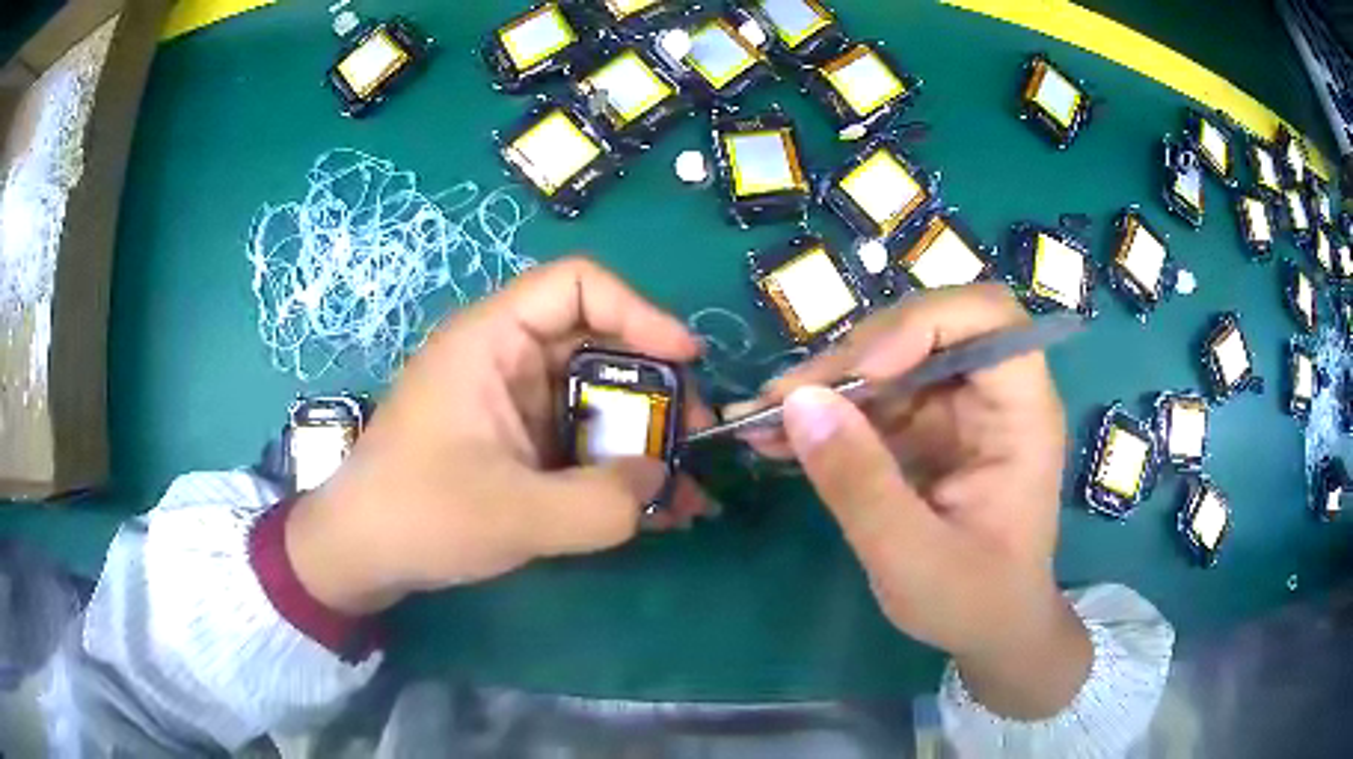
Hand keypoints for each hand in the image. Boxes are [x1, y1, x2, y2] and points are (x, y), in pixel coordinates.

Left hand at [285, 257, 712, 615]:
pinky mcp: (517, 444)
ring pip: (596, 400)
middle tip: (699, 440)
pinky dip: (618, 469)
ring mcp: (513, 405)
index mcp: (491, 341)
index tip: (686, 359)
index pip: (577, 285)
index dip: (639, 310)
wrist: (361, 555)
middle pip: (599, 345)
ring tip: (690, 489)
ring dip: (645, 440)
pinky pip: (580, 441)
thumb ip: (601, 504)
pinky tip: (655, 509)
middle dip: (656, 391)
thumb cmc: (420, 516)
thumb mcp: (515, 516)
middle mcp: (506, 360)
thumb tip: (662, 481)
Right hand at [732, 284, 1089, 718]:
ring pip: (887, 360)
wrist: (987, 631)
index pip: (988, 317)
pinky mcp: (924, 430)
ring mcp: (955, 410)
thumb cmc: (973, 601)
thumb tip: (797, 401)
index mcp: (1021, 413)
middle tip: (785, 400)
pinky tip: (776, 436)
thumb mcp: (912, 557)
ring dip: (825, 384)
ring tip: (761, 418)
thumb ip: (860, 484)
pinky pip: (870, 400)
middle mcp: (990, 395)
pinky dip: (824, 414)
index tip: (863, 374)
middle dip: (853, 357)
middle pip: (924, 329)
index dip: (923, 323)